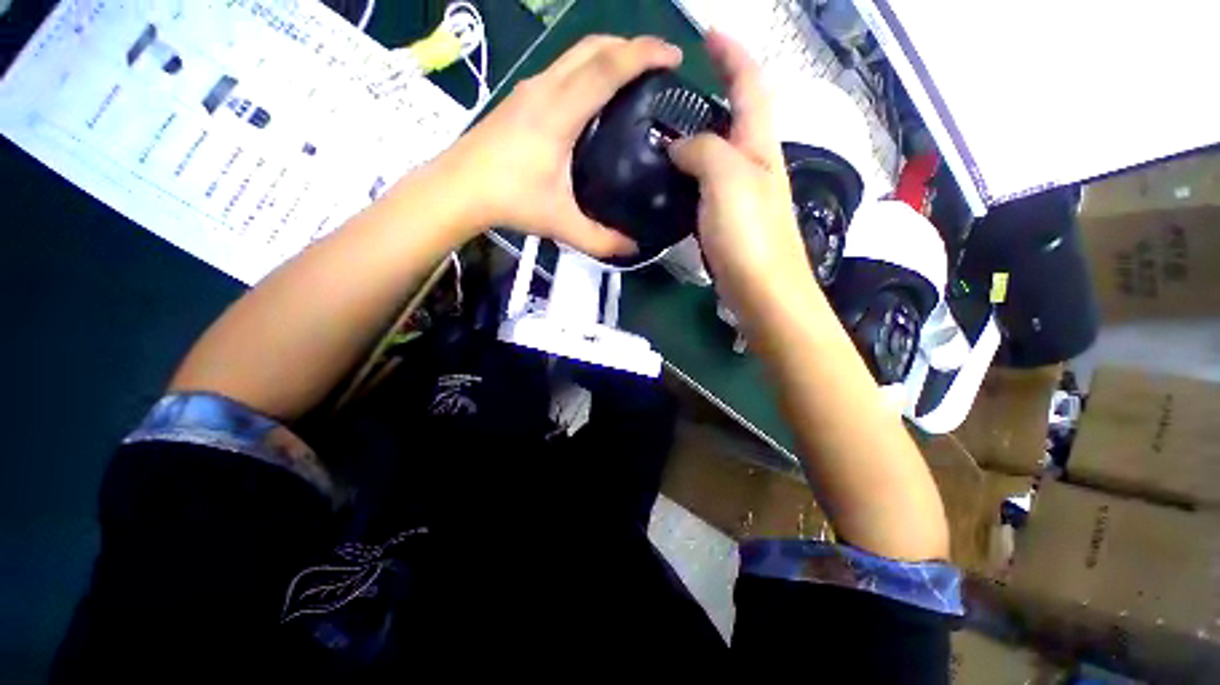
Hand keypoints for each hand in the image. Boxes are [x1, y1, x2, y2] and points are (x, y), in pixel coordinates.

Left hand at [440, 35, 682, 256]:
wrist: (457, 188)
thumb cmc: (509, 200)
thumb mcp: (560, 224)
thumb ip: (599, 239)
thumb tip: (632, 247)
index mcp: (559, 112)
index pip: (607, 68)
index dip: (644, 55)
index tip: (675, 57)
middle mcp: (545, 88)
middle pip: (593, 47)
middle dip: (631, 46)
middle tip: (658, 66)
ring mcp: (530, 89)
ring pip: (576, 53)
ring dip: (609, 54)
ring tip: (633, 77)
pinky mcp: (521, 97)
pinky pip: (563, 68)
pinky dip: (589, 68)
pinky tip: (595, 96)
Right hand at [668, 32, 816, 321]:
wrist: (763, 290)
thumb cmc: (750, 234)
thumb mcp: (728, 180)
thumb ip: (704, 151)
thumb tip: (678, 146)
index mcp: (759, 146)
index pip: (750, 85)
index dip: (732, 55)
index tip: (708, 34)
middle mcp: (753, 164)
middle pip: (734, 117)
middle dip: (712, 94)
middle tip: (671, 93)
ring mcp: (740, 195)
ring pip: (717, 154)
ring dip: (695, 138)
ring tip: (662, 133)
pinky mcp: (727, 221)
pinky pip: (705, 186)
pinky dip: (688, 175)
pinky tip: (669, 181)